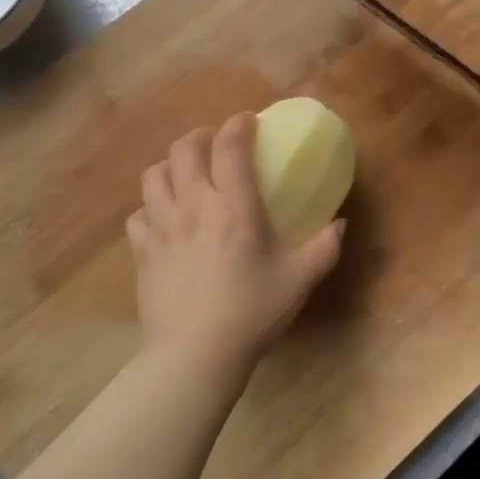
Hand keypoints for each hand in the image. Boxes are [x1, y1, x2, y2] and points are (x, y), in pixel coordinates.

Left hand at [127, 114, 344, 381]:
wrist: (194, 357)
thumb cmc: (251, 313)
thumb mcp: (299, 281)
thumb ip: (324, 247)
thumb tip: (341, 224)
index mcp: (234, 207)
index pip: (230, 147)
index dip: (238, 125)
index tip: (248, 121)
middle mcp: (194, 206)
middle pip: (184, 149)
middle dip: (200, 136)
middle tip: (215, 143)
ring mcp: (162, 227)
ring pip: (154, 175)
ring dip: (171, 165)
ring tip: (185, 174)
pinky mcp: (142, 251)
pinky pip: (138, 214)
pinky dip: (150, 207)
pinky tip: (163, 218)